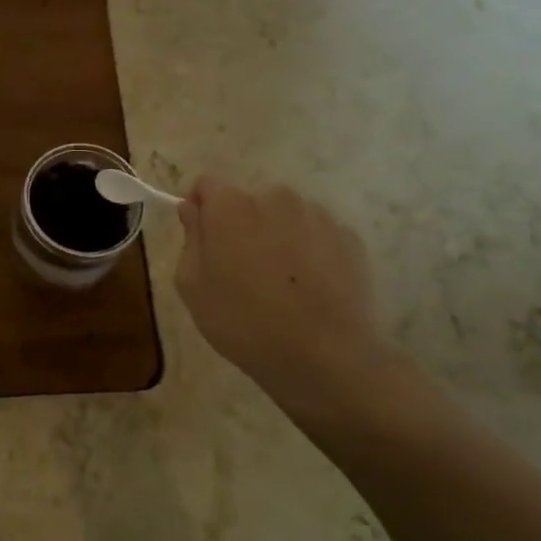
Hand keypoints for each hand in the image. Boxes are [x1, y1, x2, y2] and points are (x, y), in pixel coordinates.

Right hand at [175, 178, 407, 426]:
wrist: (325, 356)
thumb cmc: (243, 322)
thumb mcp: (192, 286)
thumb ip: (190, 238)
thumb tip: (193, 209)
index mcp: (231, 206)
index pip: (207, 185)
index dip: (201, 208)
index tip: (203, 240)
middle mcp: (276, 197)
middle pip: (248, 200)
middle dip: (240, 224)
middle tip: (240, 269)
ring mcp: (318, 216)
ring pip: (284, 216)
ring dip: (276, 236)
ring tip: (278, 283)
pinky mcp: (349, 238)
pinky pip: (316, 235)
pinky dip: (308, 251)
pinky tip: (308, 289)